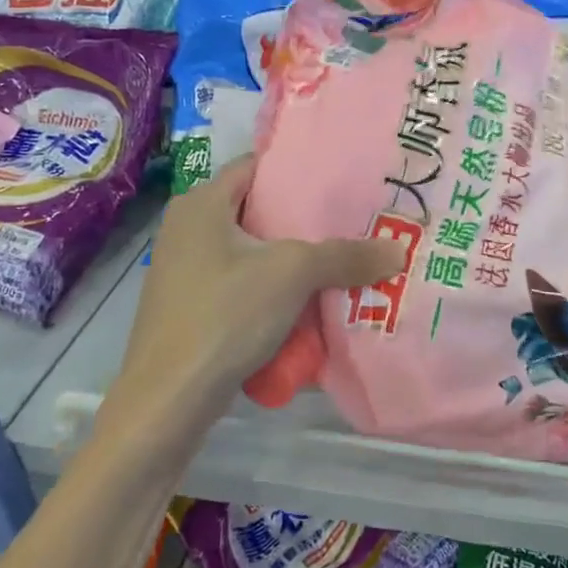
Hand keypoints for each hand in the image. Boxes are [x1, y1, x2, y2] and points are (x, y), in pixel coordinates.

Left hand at [106, 156, 403, 441]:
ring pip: (251, 252)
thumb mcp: (293, 275)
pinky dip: (272, 289)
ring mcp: (185, 271)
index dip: (297, 169)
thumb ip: (346, 256)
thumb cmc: (225, 315)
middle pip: (256, 210)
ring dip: (291, 259)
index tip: (340, 178)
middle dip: (303, 219)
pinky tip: (308, 303)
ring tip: (340, 260)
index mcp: (201, 204)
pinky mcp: (190, 307)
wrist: (168, 400)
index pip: (255, 166)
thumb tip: (399, 250)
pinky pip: (241, 284)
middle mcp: (187, 229)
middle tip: (352, 221)